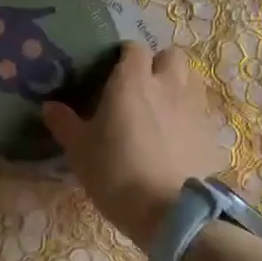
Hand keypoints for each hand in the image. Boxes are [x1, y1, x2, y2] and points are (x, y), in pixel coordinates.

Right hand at [43, 45, 227, 244]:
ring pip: (191, 78)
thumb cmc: (116, 173)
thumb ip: (64, 123)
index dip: (124, 56)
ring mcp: (194, 107)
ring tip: (162, 107)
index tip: (112, 71)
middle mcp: (167, 85)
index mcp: (132, 81)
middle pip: (171, 55)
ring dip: (178, 84)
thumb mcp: (79, 150)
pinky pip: (201, 110)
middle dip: (158, 64)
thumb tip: (49, 107)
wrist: (169, 212)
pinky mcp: (212, 132)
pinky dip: (190, 115)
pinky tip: (178, 136)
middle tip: (141, 86)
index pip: (134, 48)